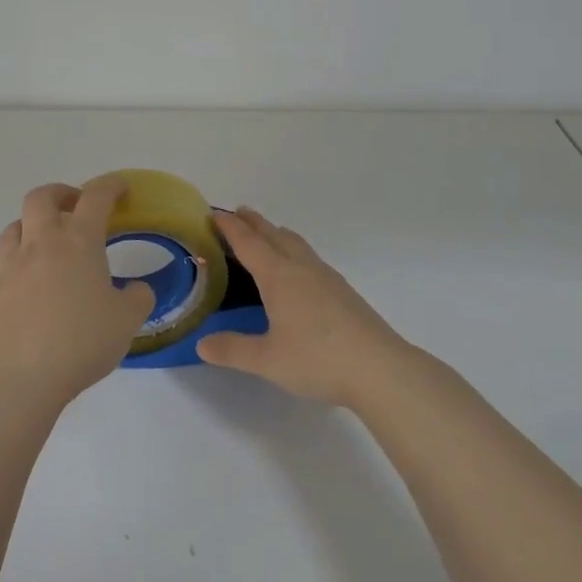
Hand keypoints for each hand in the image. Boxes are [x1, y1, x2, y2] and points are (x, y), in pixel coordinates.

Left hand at [0, 176, 155, 414]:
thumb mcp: (127, 321)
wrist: (19, 378)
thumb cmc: (81, 341)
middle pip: (41, 197)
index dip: (110, 186)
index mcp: (78, 242)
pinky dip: (22, 262)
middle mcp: (41, 244)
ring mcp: (12, 267)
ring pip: (15, 226)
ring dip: (33, 223)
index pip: (95, 197)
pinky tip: (35, 286)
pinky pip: (6, 263)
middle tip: (77, 206)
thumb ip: (138, 298)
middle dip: (61, 193)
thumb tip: (137, 290)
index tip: (121, 188)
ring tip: (49, 241)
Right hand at [196, 208, 410, 407]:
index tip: (213, 213)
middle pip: (274, 235)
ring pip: (296, 244)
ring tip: (267, 234)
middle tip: (237, 213)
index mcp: (278, 276)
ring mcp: (326, 277)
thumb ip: (232, 350)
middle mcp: (301, 268)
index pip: (248, 243)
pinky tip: (299, 270)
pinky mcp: (343, 291)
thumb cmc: (317, 359)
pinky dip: (294, 251)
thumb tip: (202, 344)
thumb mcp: (267, 360)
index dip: (229, 227)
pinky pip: (310, 258)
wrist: (379, 368)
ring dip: (276, 233)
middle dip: (253, 223)